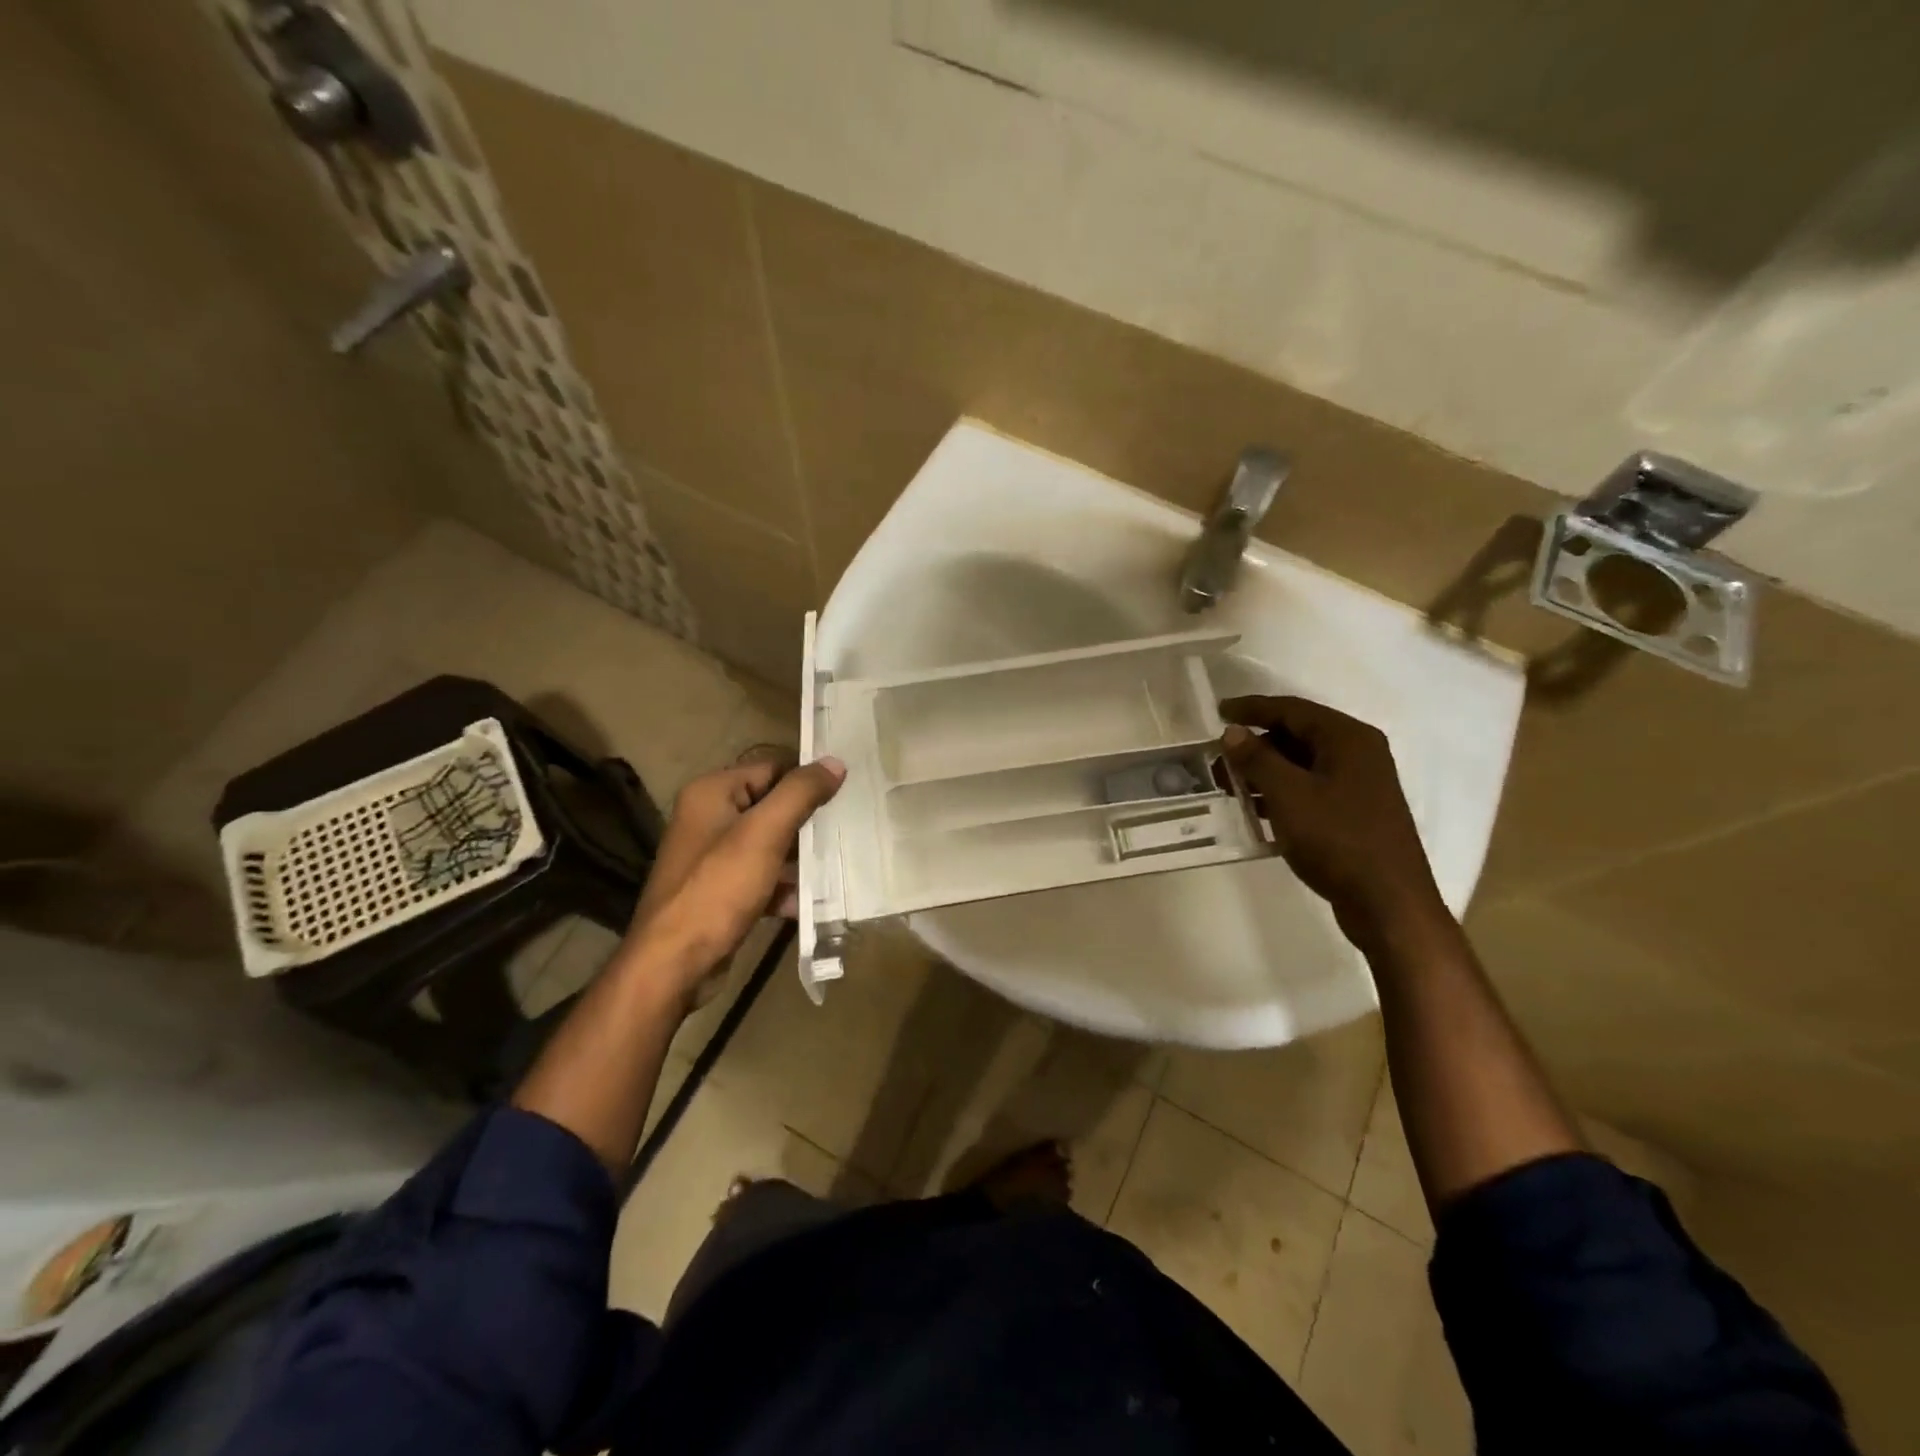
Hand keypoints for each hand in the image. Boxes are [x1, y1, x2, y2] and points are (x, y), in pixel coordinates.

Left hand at [623, 747, 844, 1004]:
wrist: (673, 964)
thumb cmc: (718, 888)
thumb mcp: (764, 833)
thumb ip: (800, 793)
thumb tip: (835, 762)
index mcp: (712, 793)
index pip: (771, 768)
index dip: (807, 779)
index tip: (847, 792)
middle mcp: (709, 818)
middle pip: (772, 807)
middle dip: (809, 821)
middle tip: (849, 828)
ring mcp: (713, 858)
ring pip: (771, 845)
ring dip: (802, 857)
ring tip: (841, 864)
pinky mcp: (721, 892)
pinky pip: (762, 878)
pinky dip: (785, 888)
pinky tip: (813, 902)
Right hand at [1219, 696, 1443, 943]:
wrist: (1388, 903)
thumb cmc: (1338, 839)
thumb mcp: (1289, 795)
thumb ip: (1257, 759)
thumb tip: (1232, 732)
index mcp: (1348, 739)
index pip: (1292, 709)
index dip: (1252, 708)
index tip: (1217, 712)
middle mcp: (1358, 754)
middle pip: (1297, 735)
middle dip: (1255, 745)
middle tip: (1218, 759)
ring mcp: (1359, 785)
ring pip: (1301, 765)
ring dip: (1264, 772)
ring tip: (1228, 786)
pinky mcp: (1353, 813)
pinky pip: (1309, 790)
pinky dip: (1280, 793)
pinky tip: (1255, 811)